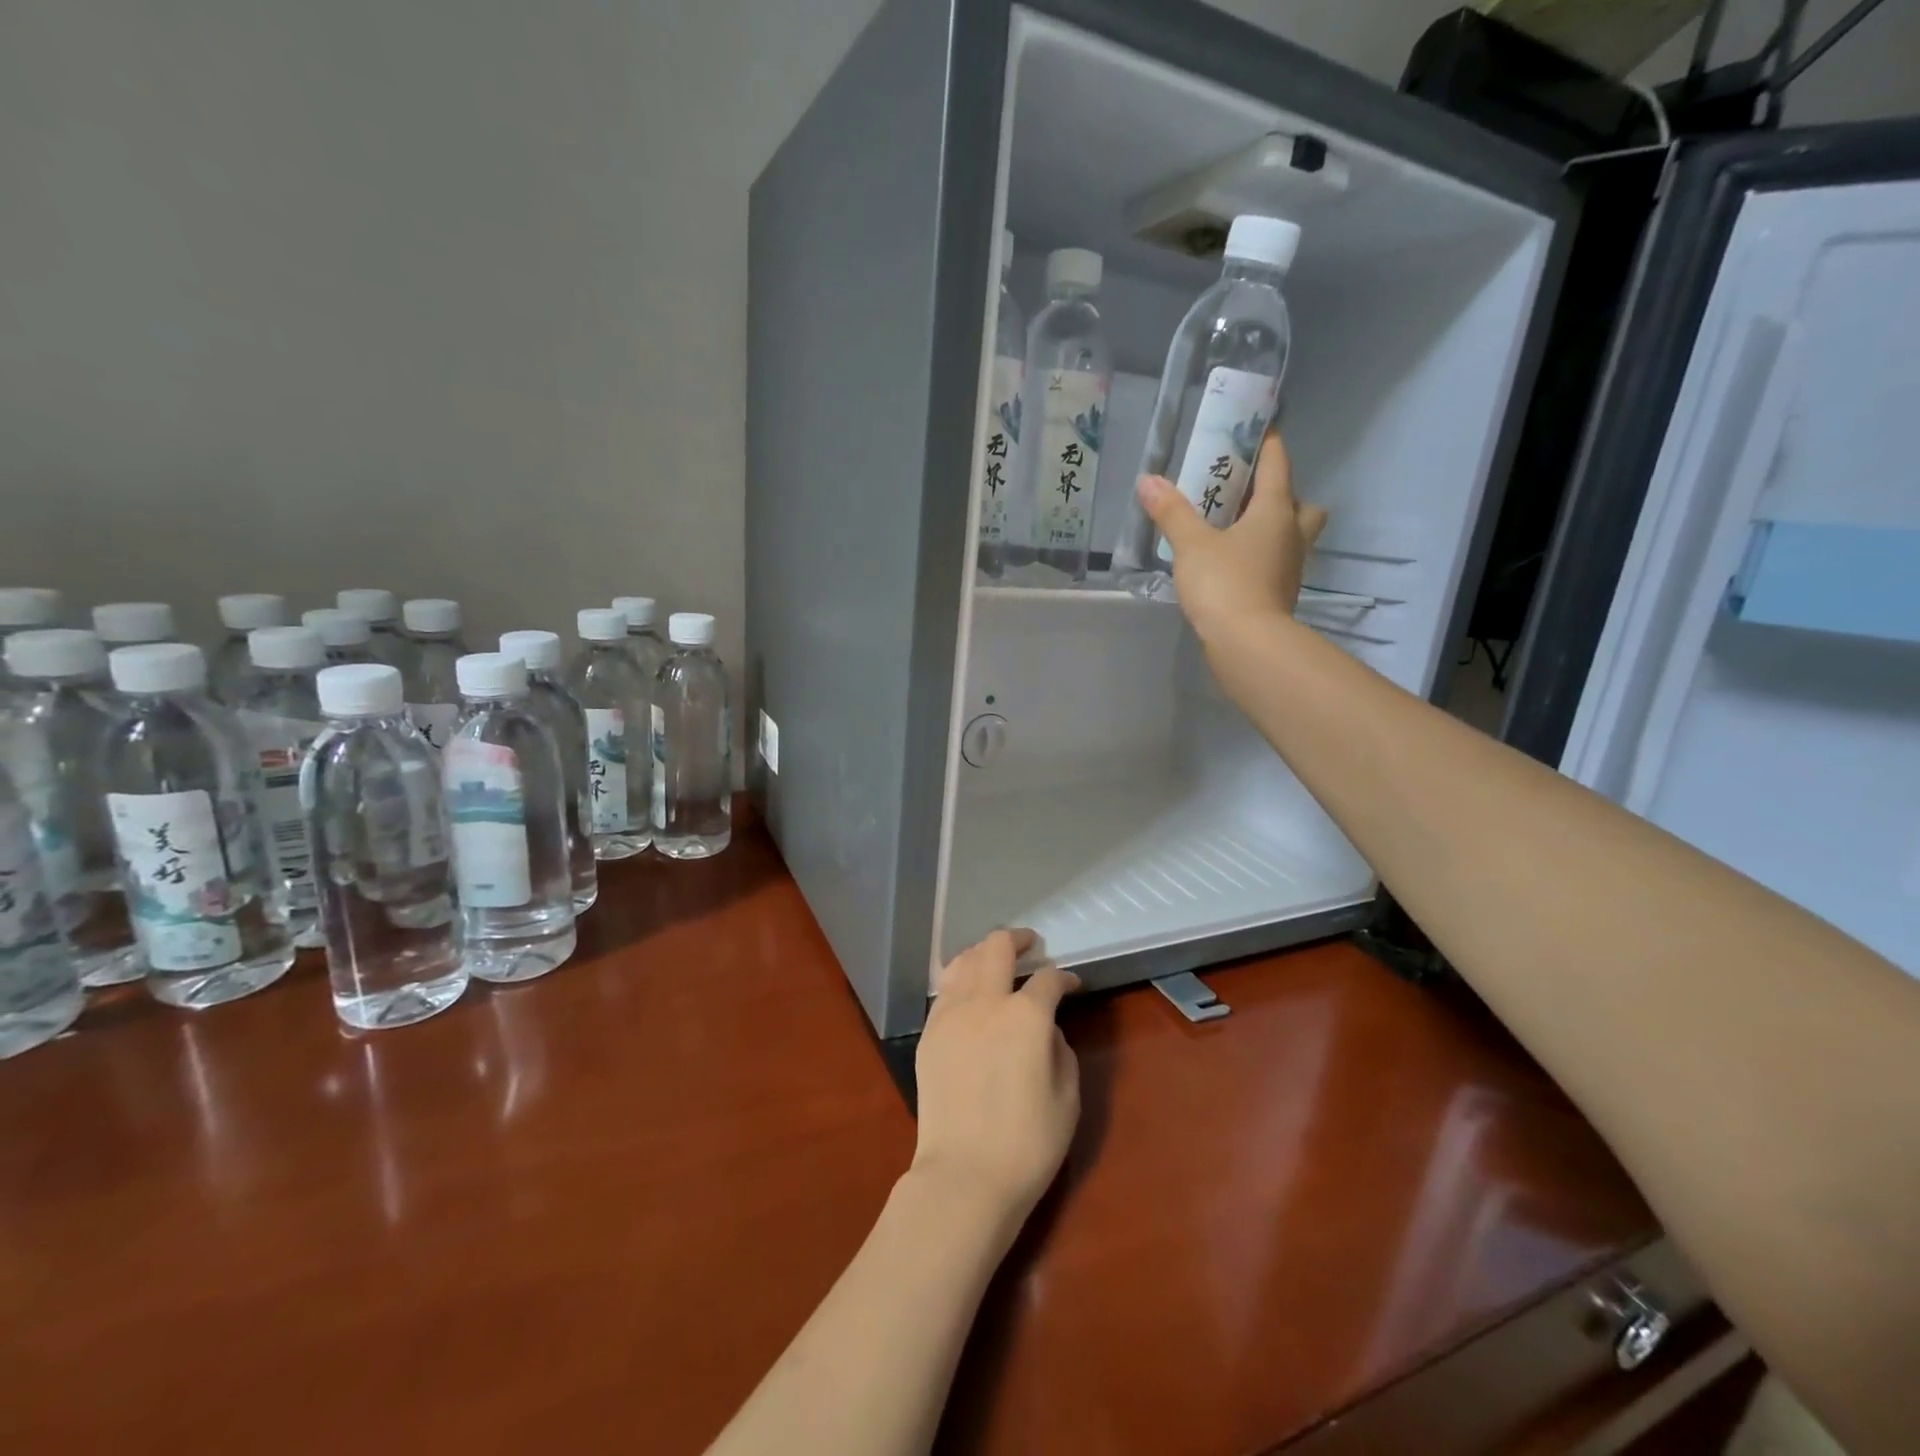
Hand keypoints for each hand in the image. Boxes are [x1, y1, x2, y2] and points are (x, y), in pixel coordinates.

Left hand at [911, 929, 1080, 1235]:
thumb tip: (1047, 1029)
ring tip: (997, 962)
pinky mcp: (930, 1032)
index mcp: (1026, 1016)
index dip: (1064, 977)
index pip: (1048, 979)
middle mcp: (986, 1002)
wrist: (964, 1176)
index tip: (1072, 984)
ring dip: (985, 953)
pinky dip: (962, 979)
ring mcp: (951, 1014)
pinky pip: (945, 989)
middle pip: (997, 946)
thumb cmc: (1028, 1144)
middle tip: (1031, 945)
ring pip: (964, 959)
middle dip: (1019, 939)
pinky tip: (970, 993)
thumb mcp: (1067, 1098)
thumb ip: (1061, 1050)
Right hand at [1137, 427, 1327, 647]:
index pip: (1278, 464)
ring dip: (1271, 528)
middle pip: (1301, 504)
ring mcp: (1290, 567)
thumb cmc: (1224, 583)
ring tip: (1233, 530)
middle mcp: (1292, 534)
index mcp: (1276, 511)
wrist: (1247, 644)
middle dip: (1281, 495)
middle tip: (1248, 496)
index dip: (1268, 443)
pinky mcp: (1280, 594)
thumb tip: (1147, 481)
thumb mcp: (1191, 545)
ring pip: (1290, 535)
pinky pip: (1275, 563)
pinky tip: (1231, 563)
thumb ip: (1171, 512)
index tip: (1257, 427)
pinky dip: (1259, 557)